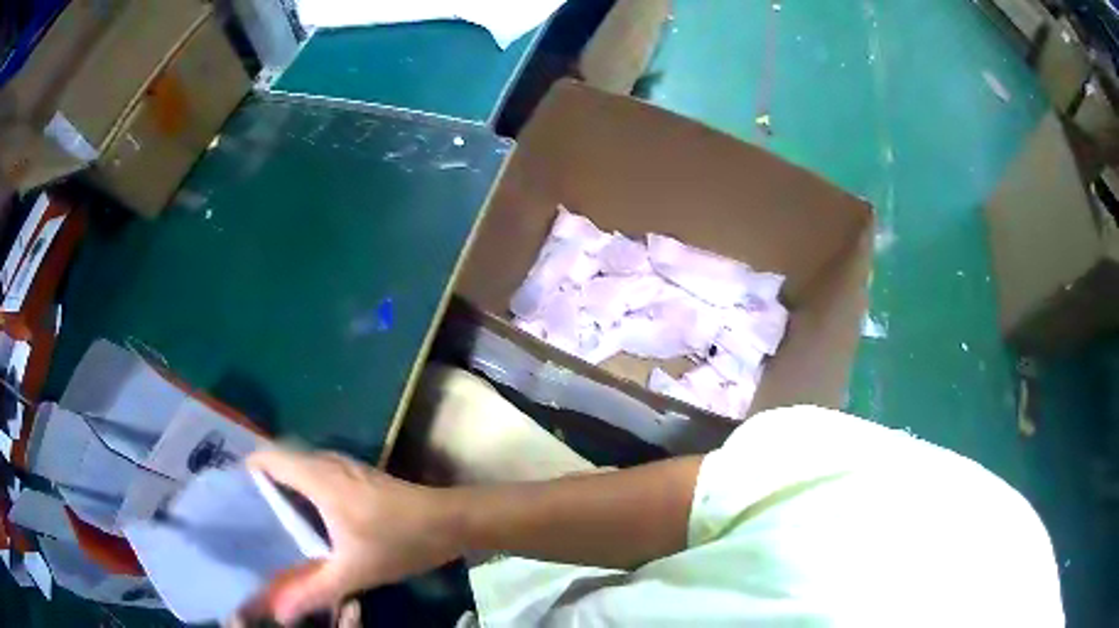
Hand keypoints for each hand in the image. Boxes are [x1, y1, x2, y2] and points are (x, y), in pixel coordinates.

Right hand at [243, 449, 463, 624]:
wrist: (451, 521)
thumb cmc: (399, 541)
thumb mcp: (353, 572)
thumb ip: (313, 592)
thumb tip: (280, 613)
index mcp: (317, 477)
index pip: (267, 457)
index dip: (245, 473)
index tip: (232, 500)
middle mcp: (326, 462)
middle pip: (280, 462)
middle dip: (260, 487)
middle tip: (245, 518)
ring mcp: (344, 466)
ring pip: (299, 468)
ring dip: (282, 490)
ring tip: (266, 522)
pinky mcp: (357, 475)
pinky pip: (316, 475)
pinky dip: (302, 491)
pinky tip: (303, 521)